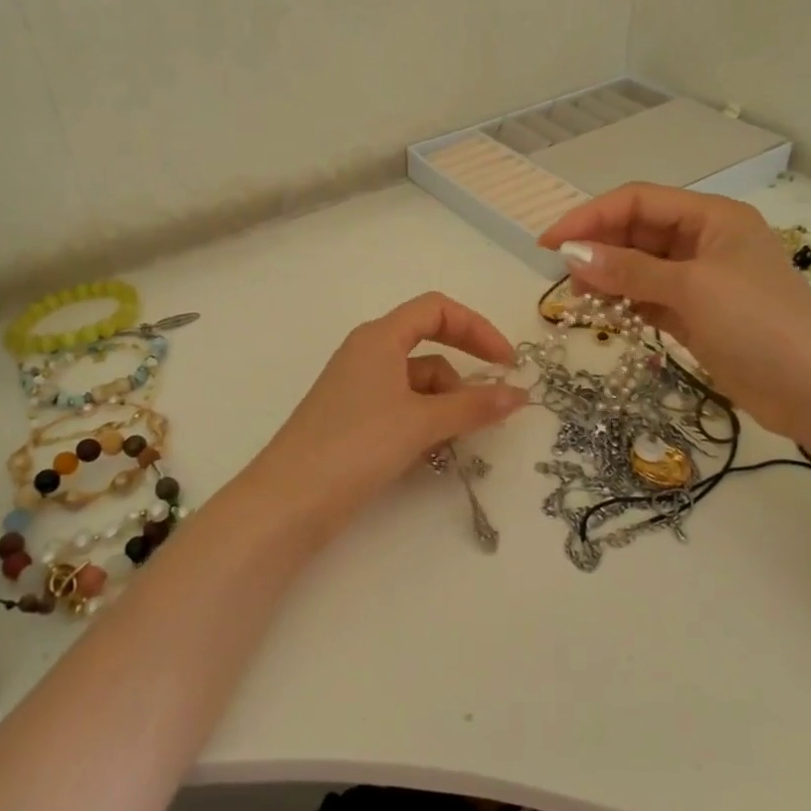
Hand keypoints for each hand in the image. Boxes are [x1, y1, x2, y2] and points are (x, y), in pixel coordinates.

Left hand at [251, 292, 528, 540]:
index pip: (436, 310)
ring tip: (456, 440)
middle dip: (463, 376)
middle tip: (491, 407)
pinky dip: (424, 422)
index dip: (476, 328)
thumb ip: (474, 406)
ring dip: (445, 405)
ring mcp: (357, 388)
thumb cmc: (357, 445)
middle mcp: (367, 354)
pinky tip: (432, 451)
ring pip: (417, 383)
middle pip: (429, 347)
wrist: (290, 500)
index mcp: (379, 337)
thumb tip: (520, 394)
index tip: (507, 362)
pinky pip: (401, 407)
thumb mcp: (422, 422)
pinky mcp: (352, 420)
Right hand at [539, 183, 810, 439]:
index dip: (591, 217)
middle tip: (563, 277)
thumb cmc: (757, 325)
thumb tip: (571, 253)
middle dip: (598, 249)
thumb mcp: (691, 289)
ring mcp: (702, 279)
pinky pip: (650, 297)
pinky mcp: (698, 314)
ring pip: (640, 267)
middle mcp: (705, 241)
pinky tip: (605, 314)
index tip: (550, 242)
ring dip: (608, 278)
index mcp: (712, 217)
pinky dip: (626, 303)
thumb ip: (628, 270)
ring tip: (579, 300)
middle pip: (637, 232)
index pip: (638, 201)